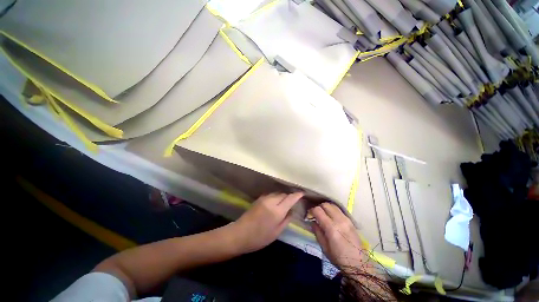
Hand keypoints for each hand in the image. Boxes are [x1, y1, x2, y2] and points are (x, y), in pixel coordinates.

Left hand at [230, 192, 302, 253]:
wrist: (240, 234)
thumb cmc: (259, 238)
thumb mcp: (276, 232)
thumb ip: (286, 220)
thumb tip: (292, 211)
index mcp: (277, 211)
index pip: (290, 199)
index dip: (297, 195)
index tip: (302, 193)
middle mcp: (271, 201)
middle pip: (284, 194)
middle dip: (289, 196)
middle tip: (293, 202)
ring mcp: (264, 198)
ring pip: (277, 193)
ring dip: (282, 196)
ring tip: (285, 203)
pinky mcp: (259, 199)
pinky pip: (271, 195)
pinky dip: (276, 197)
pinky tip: (276, 203)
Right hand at [310, 203, 367, 270]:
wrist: (358, 264)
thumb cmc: (339, 258)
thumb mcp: (324, 247)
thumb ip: (317, 232)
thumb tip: (313, 221)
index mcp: (331, 228)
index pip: (318, 210)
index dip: (311, 210)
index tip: (309, 215)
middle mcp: (339, 220)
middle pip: (326, 205)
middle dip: (319, 207)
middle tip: (316, 214)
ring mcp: (346, 219)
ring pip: (333, 205)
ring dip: (326, 207)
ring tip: (323, 214)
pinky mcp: (351, 220)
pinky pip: (339, 210)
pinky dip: (333, 210)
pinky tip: (331, 217)